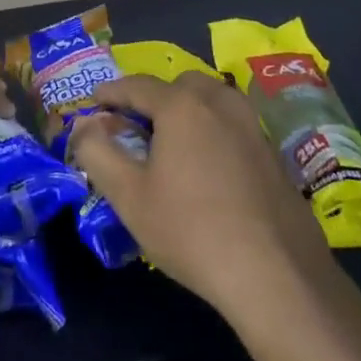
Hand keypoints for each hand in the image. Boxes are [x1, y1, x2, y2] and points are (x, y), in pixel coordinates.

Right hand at [69, 73, 338, 326]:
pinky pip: (235, 127)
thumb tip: (84, 126)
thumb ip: (97, 152)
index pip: (137, 85)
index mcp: (182, 105)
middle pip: (180, 85)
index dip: (111, 92)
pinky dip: (214, 132)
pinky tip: (209, 170)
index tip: (95, 102)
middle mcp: (220, 103)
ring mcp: (254, 127)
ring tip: (173, 145)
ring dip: (189, 111)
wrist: (276, 276)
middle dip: (154, 97)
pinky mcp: (274, 155)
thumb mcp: (129, 196)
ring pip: (213, 101)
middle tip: (136, 126)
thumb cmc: (191, 230)